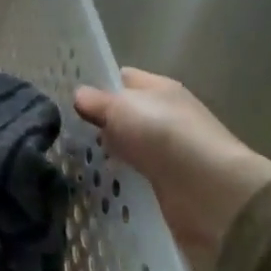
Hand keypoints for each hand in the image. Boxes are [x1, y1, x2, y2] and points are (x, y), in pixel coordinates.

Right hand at [73, 69, 270, 270]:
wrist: (210, 192)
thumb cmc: (165, 136)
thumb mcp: (122, 108)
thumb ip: (97, 101)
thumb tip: (79, 95)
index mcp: (159, 89)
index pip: (122, 78)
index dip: (96, 83)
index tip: (64, 95)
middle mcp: (165, 116)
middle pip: (124, 115)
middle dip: (97, 123)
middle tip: (59, 131)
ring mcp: (167, 152)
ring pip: (127, 147)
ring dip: (105, 154)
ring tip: (69, 159)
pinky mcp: (166, 184)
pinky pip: (134, 176)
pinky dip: (117, 179)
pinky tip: (93, 184)